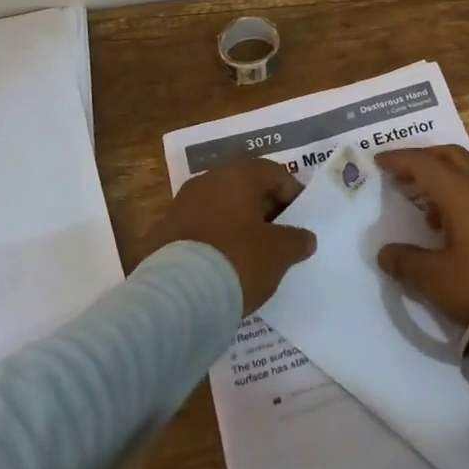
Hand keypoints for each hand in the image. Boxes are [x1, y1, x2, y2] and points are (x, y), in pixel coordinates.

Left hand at [141, 157, 315, 313]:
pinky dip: (215, 242)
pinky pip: (200, 230)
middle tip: (280, 240)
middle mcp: (207, 180)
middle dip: (265, 211)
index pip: (275, 174)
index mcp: (238, 174)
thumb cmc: (237, 259)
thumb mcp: (279, 253)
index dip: (294, 196)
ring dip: (239, 226)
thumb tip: (305, 238)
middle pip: (246, 188)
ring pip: (221, 209)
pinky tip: (224, 267)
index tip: (301, 223)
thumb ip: (297, 240)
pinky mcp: (164, 232)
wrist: (176, 295)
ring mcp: (181, 205)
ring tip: (252, 256)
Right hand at [374, 146, 468, 324]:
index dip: (399, 159)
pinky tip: (453, 223)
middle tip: (403, 172)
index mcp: (460, 192)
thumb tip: (385, 253)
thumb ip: (407, 262)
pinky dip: (461, 194)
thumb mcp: (436, 279)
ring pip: (468, 172)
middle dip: (424, 159)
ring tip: (426, 205)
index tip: (379, 161)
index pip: (423, 164)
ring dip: (444, 178)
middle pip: (450, 156)